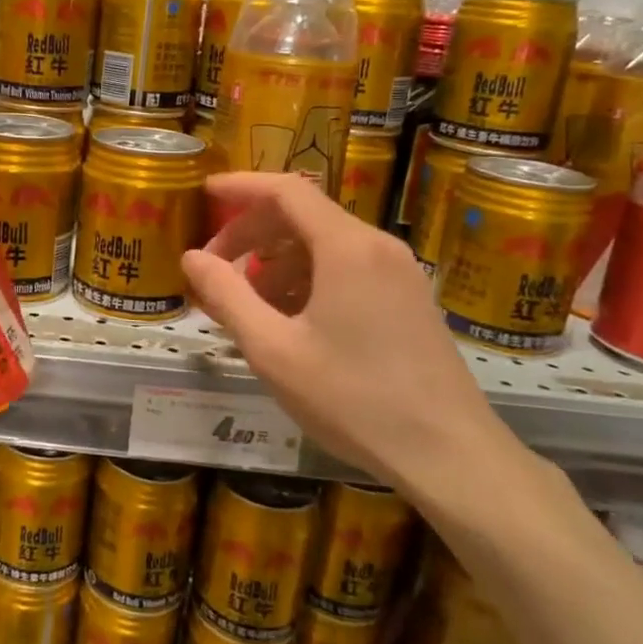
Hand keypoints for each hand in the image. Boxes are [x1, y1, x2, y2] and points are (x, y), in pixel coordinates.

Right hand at [180, 172, 518, 497]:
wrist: (450, 456)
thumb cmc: (353, 399)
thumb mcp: (273, 350)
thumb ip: (226, 296)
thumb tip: (192, 257)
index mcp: (346, 247)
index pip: (286, 190)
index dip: (241, 187)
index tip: (204, 194)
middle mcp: (377, 247)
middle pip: (303, 215)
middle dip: (251, 233)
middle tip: (213, 267)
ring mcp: (399, 273)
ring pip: (324, 245)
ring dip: (277, 261)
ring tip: (246, 304)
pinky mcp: (409, 299)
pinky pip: (347, 269)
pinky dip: (308, 279)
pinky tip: (289, 320)